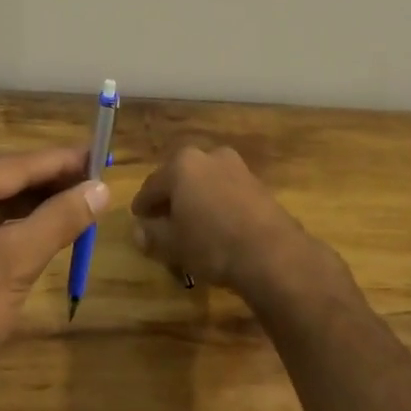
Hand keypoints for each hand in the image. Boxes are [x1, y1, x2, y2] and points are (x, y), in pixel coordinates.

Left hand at [0, 147, 107, 391]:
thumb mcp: (16, 262)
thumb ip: (60, 218)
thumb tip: (103, 188)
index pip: (17, 163)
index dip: (64, 161)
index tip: (104, 153)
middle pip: (7, 175)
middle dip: (53, 180)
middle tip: (101, 180)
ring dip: (39, 200)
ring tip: (85, 200)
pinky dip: (20, 220)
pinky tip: (51, 223)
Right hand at [130, 144, 339, 300]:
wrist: (272, 254)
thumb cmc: (212, 244)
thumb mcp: (173, 244)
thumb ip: (152, 234)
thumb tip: (139, 231)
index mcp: (182, 164)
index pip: (152, 185)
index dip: (142, 205)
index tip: (138, 219)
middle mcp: (209, 156)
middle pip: (180, 178)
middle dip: (171, 198)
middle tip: (163, 220)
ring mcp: (237, 168)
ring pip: (205, 183)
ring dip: (196, 200)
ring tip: (191, 225)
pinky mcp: (258, 184)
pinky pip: (227, 192)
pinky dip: (217, 204)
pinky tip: (217, 226)